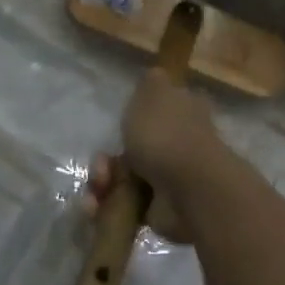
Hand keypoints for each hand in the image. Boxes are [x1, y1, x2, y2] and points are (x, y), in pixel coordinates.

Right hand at [82, 70, 225, 241]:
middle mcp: (179, 144)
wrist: (187, 188)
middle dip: (108, 159)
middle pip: (133, 149)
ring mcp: (169, 178)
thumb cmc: (167, 134)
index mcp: (182, 112)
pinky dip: (107, 207)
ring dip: (103, 183)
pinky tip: (96, 206)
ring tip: (99, 189)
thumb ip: (151, 83)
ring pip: (124, 178)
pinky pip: (125, 206)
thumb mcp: (153, 92)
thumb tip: (156, 75)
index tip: (119, 125)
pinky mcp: (158, 209)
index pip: (158, 110)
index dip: (134, 118)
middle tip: (102, 165)